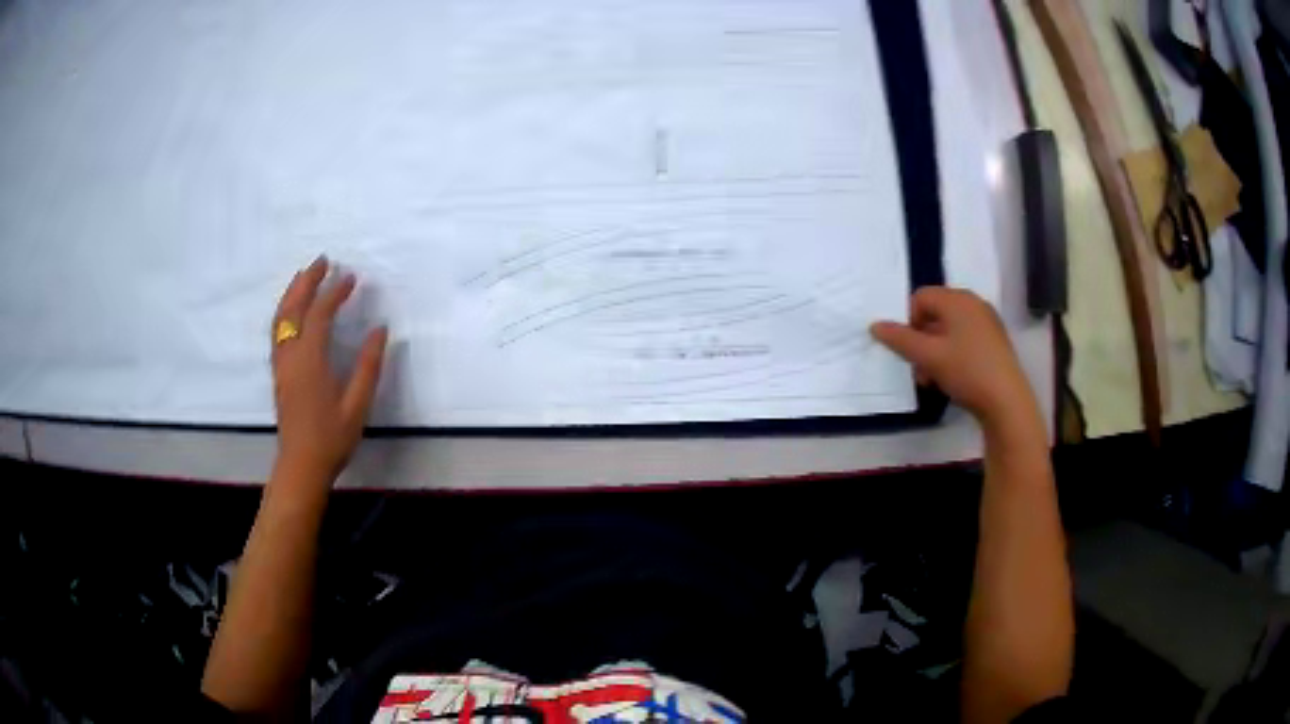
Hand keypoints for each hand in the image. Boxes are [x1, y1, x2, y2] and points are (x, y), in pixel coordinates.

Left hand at [271, 256, 387, 480]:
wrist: (301, 465)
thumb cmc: (331, 437)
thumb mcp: (357, 404)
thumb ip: (369, 365)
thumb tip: (380, 329)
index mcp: (310, 360)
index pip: (320, 314)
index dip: (335, 292)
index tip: (352, 277)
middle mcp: (290, 355)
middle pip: (294, 308)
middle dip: (308, 281)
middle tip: (323, 261)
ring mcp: (281, 363)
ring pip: (280, 317)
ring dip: (293, 292)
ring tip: (305, 275)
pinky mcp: (278, 372)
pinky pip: (277, 330)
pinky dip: (285, 310)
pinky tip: (292, 309)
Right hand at [871, 287, 1031, 427]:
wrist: (1006, 401)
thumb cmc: (966, 371)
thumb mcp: (928, 356)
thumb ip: (900, 339)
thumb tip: (875, 325)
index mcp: (957, 299)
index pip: (920, 298)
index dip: (908, 322)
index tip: (908, 350)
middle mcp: (973, 303)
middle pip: (935, 314)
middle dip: (921, 340)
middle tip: (918, 369)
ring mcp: (986, 322)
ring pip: (949, 330)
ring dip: (934, 352)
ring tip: (932, 379)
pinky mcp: (994, 341)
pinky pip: (965, 339)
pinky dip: (952, 354)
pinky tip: (952, 378)